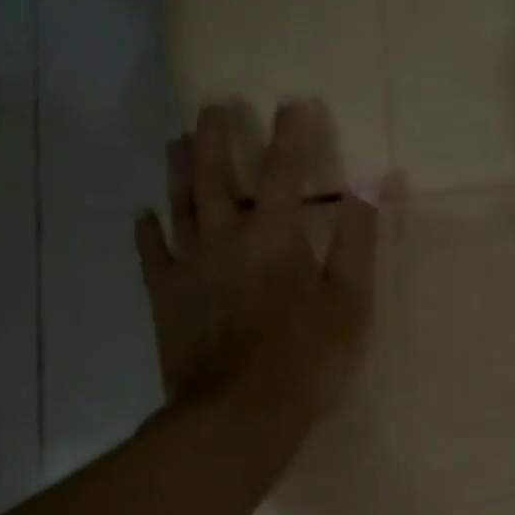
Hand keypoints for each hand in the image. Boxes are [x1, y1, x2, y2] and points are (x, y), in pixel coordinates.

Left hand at [135, 101, 378, 416]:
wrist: (239, 413)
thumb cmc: (307, 357)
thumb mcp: (350, 301)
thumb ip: (357, 240)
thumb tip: (372, 184)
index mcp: (274, 235)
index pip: (284, 170)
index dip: (292, 133)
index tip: (294, 101)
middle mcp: (225, 236)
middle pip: (217, 174)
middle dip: (218, 135)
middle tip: (214, 104)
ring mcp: (189, 265)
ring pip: (180, 204)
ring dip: (180, 168)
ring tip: (178, 139)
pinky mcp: (166, 296)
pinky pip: (152, 254)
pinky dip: (146, 232)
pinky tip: (142, 214)